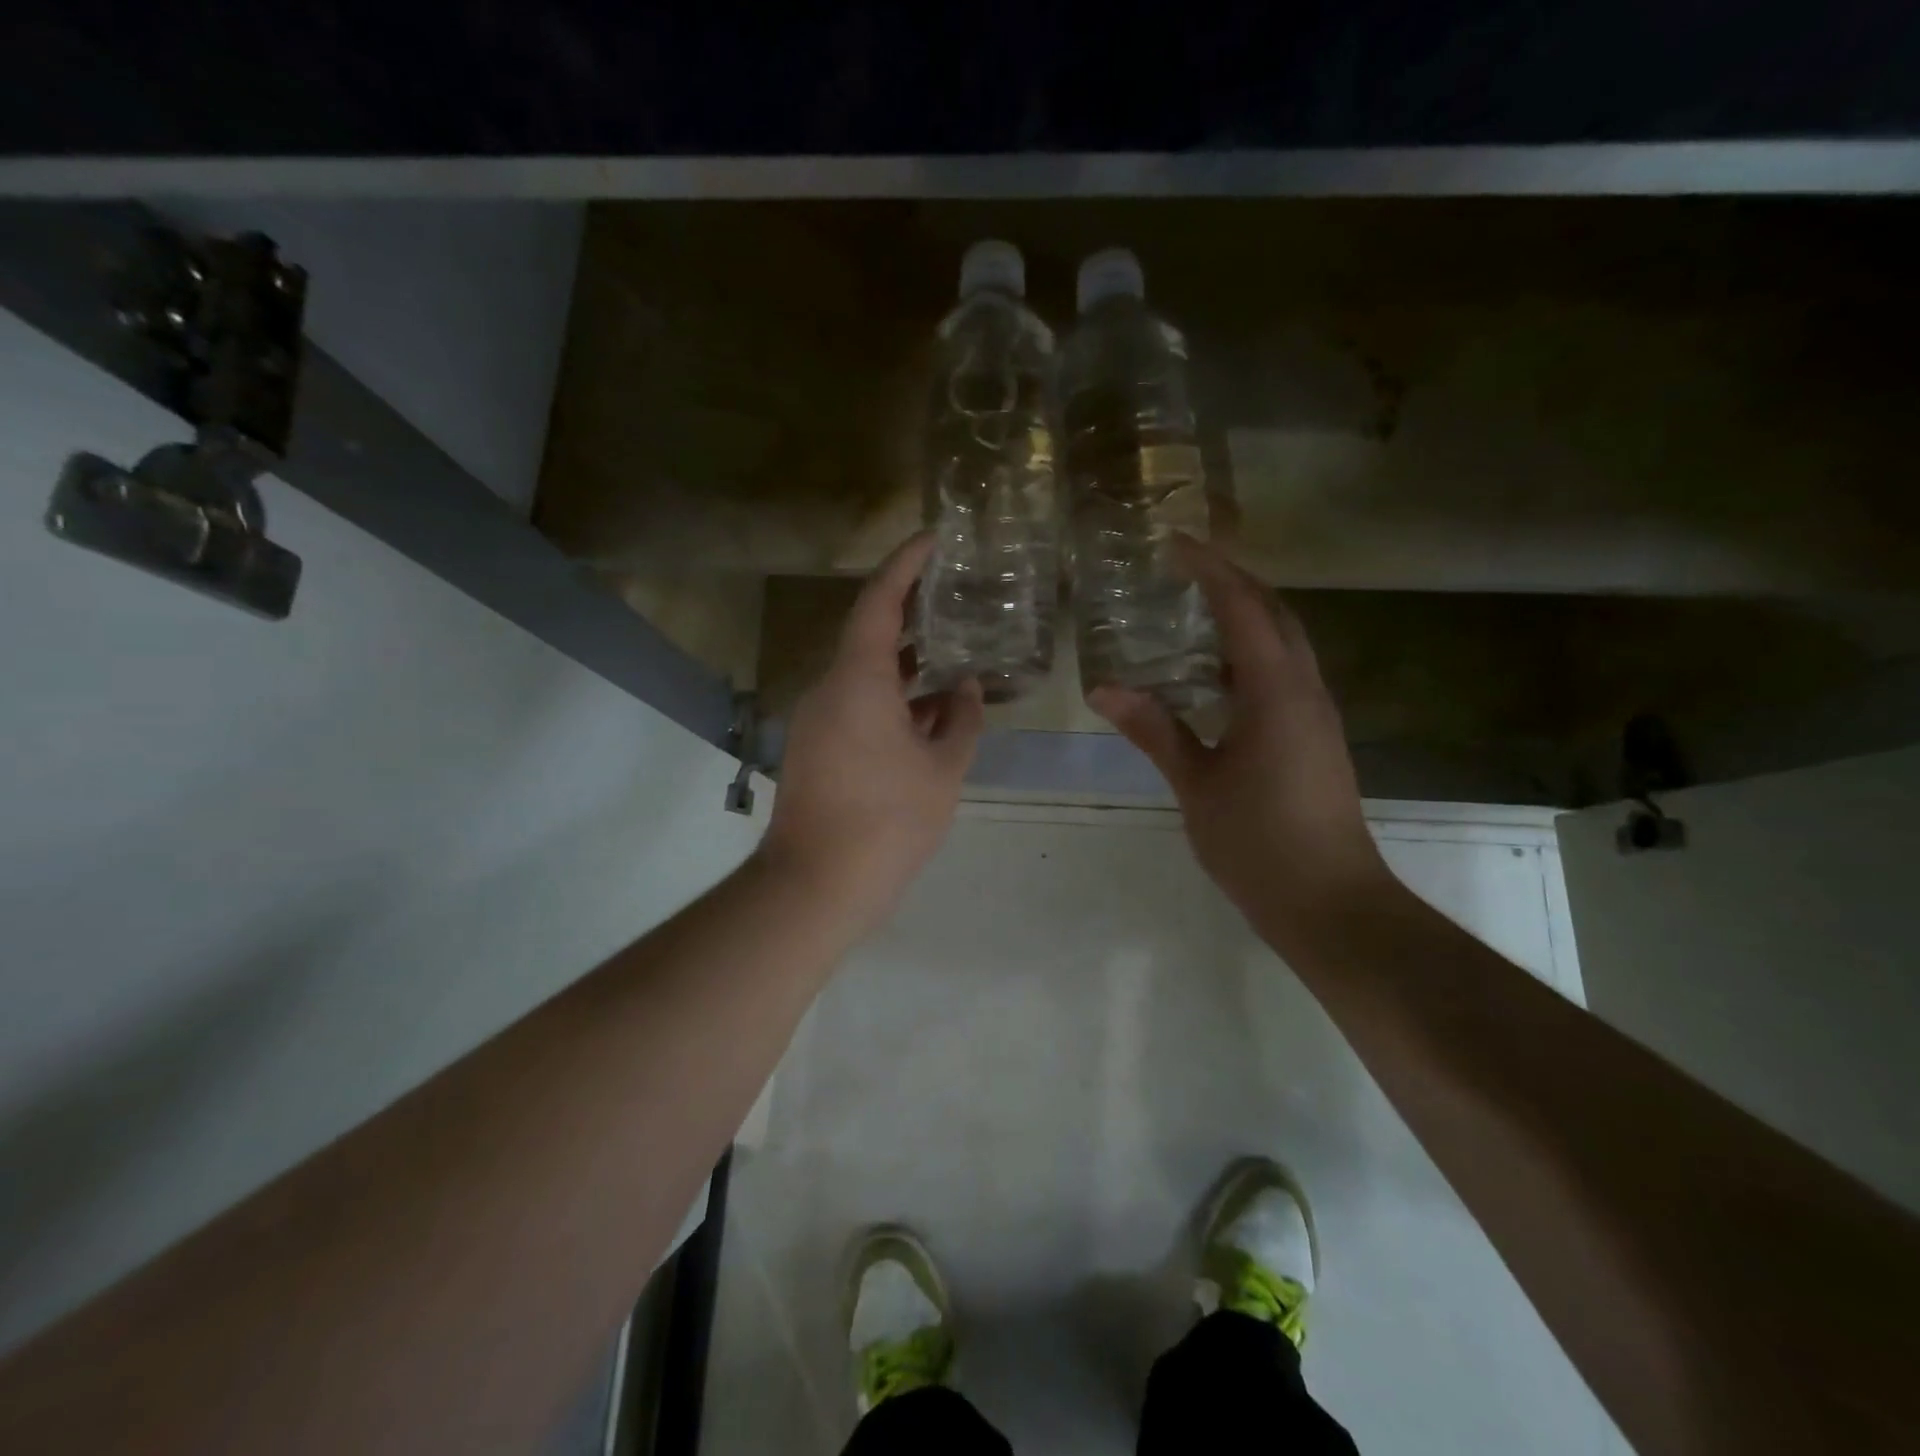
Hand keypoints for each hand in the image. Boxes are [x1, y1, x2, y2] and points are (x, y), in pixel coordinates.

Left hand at [757, 532, 984, 930]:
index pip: (878, 602)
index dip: (905, 564)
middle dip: (912, 615)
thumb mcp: (943, 769)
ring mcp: (817, 720)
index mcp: (857, 680)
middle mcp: (829, 689)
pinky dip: (892, 700)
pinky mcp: (815, 748)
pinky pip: (856, 706)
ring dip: (906, 666)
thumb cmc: (888, 821)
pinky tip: (930, 714)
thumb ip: (962, 721)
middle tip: (955, 598)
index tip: (933, 539)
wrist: (817, 885)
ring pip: (865, 675)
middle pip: (870, 635)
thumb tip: (967, 688)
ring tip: (954, 655)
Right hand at [1089, 538, 1389, 951]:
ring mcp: (1316, 714)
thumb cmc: (1257, 841)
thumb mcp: (1196, 783)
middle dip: (1234, 582)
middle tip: (1184, 571)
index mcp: (1275, 691)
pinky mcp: (1315, 737)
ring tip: (1195, 612)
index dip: (1209, 569)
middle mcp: (1305, 689)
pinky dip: (1252, 655)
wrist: (1329, 900)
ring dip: (1247, 616)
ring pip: (1286, 643)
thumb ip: (1154, 730)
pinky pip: (1285, 674)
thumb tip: (1104, 688)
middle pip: (1275, 613)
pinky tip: (1217, 675)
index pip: (1243, 607)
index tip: (1174, 544)